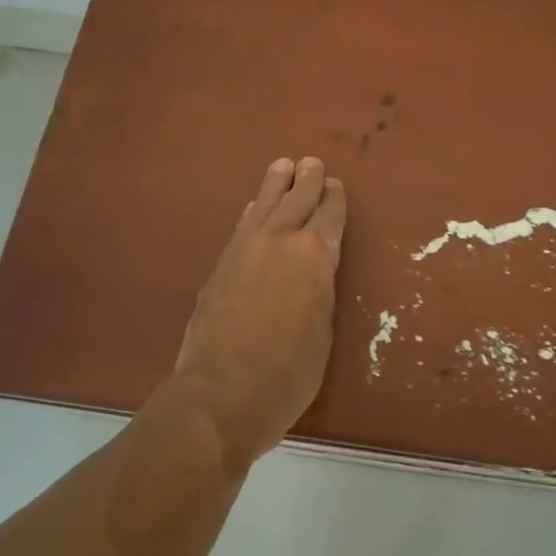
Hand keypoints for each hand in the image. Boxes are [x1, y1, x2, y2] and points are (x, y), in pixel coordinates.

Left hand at [171, 156, 346, 462]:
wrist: (222, 392)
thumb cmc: (289, 372)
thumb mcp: (323, 332)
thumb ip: (319, 293)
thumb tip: (311, 277)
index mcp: (315, 256)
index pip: (330, 217)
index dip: (334, 200)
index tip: (335, 185)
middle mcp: (280, 241)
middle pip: (297, 200)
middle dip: (307, 180)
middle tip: (311, 162)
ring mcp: (245, 250)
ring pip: (264, 206)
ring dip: (275, 185)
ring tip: (282, 165)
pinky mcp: (219, 267)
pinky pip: (241, 227)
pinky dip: (252, 212)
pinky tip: (252, 207)